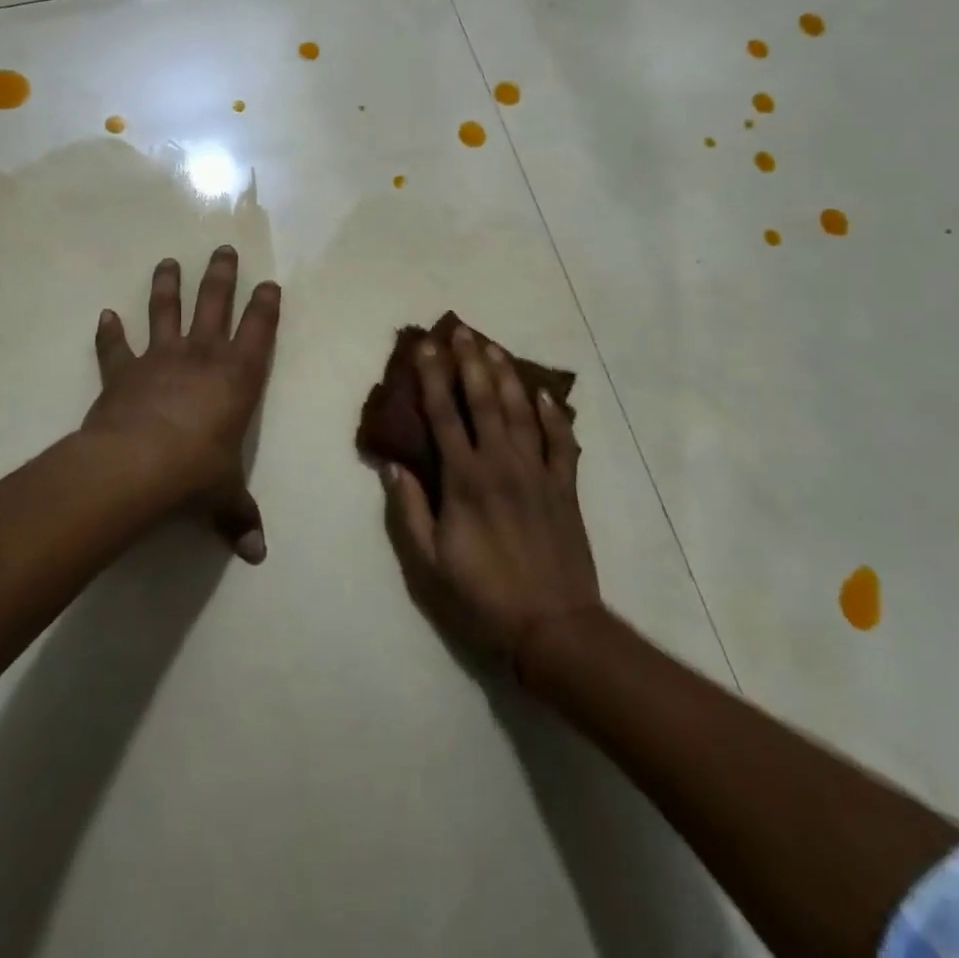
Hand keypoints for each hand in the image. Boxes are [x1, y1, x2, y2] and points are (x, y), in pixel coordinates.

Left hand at [84, 247, 279, 563]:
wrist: (137, 466)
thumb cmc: (196, 473)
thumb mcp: (224, 496)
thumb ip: (239, 517)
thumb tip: (258, 555)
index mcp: (237, 377)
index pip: (259, 331)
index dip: (265, 307)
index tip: (269, 284)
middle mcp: (202, 357)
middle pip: (214, 303)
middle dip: (221, 276)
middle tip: (223, 249)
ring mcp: (160, 359)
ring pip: (165, 311)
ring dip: (167, 285)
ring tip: (168, 261)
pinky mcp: (123, 372)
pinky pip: (115, 347)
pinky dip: (109, 332)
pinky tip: (105, 316)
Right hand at [383, 326, 602, 660]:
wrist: (554, 628)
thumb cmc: (482, 596)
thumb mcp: (429, 562)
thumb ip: (409, 509)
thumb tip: (393, 465)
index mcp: (465, 480)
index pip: (444, 415)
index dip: (433, 378)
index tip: (426, 347)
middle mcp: (502, 464)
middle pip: (485, 401)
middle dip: (471, 362)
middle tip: (462, 330)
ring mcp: (538, 473)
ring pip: (522, 412)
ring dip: (507, 376)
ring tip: (494, 347)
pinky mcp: (565, 488)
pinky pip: (562, 442)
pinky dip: (554, 416)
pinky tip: (544, 394)